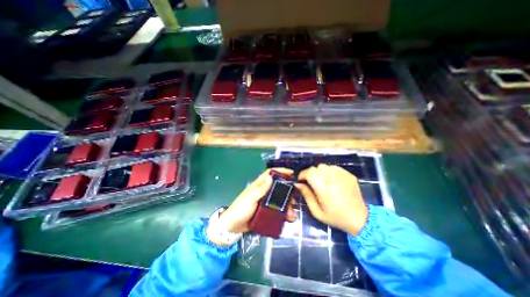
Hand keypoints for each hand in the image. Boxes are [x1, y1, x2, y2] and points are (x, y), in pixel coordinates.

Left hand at [218, 169, 296, 234]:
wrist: (232, 227)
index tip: (292, 173)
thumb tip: (270, 176)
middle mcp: (263, 191)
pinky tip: (287, 218)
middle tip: (294, 200)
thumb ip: (260, 189)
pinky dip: (283, 212)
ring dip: (287, 205)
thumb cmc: (240, 210)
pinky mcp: (266, 210)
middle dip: (288, 192)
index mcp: (259, 185)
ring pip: (279, 199)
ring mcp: (265, 201)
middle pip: (278, 187)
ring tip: (291, 214)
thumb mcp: (250, 199)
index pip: (270, 173)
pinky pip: (277, 209)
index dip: (280, 171)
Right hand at [297, 163, 369, 235]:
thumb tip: (298, 184)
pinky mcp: (349, 175)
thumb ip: (307, 195)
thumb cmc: (336, 217)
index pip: (309, 172)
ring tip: (321, 181)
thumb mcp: (317, 212)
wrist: (360, 220)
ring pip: (325, 166)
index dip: (302, 174)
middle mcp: (333, 179)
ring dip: (320, 171)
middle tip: (311, 182)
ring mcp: (342, 175)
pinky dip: (329, 171)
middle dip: (311, 173)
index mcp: (324, 189)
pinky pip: (334, 167)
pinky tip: (331, 180)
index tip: (301, 180)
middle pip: (317, 167)